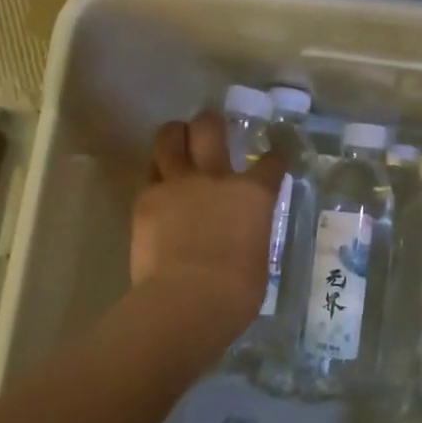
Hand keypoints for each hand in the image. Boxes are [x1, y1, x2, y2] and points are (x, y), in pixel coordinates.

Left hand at [131, 110, 288, 333]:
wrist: (187, 300)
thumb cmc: (236, 292)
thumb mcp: (258, 257)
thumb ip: (251, 233)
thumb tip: (243, 235)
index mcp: (253, 194)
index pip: (271, 164)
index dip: (275, 159)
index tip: (274, 159)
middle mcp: (216, 178)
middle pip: (210, 129)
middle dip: (211, 121)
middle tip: (210, 123)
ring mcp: (178, 184)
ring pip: (170, 139)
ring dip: (175, 134)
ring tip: (176, 137)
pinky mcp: (146, 199)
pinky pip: (150, 175)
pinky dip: (157, 175)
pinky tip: (159, 185)